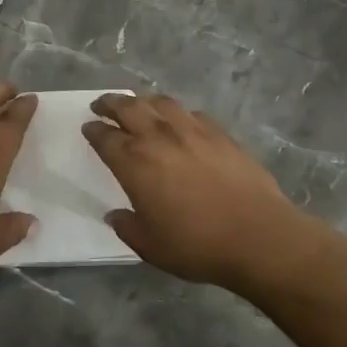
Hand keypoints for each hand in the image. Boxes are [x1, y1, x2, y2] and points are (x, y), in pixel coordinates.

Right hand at [82, 93, 344, 296]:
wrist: (258, 236)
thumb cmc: (197, 245)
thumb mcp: (150, 246)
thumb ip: (127, 227)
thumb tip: (116, 215)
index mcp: (135, 163)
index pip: (106, 137)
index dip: (94, 130)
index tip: (88, 127)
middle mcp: (160, 138)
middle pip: (129, 107)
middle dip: (111, 103)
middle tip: (102, 104)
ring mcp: (193, 131)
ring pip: (161, 102)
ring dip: (144, 101)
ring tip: (139, 105)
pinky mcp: (221, 134)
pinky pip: (192, 113)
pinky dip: (177, 113)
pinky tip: (180, 121)